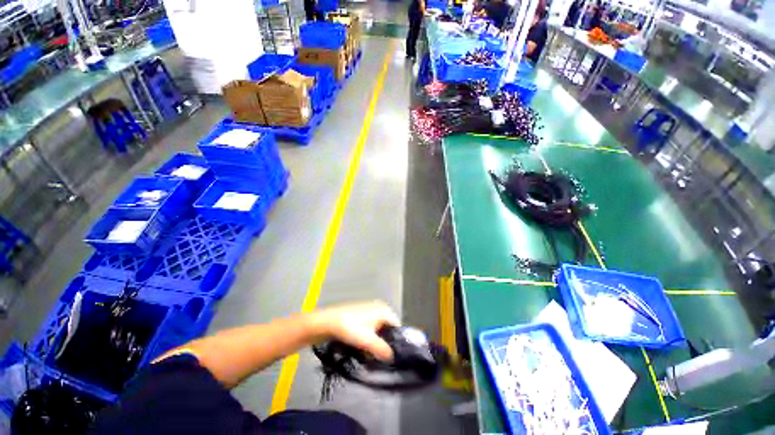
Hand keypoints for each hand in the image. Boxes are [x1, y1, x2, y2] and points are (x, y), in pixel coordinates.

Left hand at [314, 301, 399, 360]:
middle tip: (377, 354)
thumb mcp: (368, 341)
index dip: (395, 342)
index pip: (397, 327)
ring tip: (368, 351)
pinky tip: (361, 343)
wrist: (329, 322)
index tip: (389, 355)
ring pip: (379, 328)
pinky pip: (371, 326)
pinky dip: (369, 335)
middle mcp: (379, 307)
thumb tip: (392, 357)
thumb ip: (382, 349)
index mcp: (384, 310)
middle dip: (384, 341)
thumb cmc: (350, 329)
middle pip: (388, 328)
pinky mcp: (361, 313)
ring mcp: (370, 309)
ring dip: (375, 340)